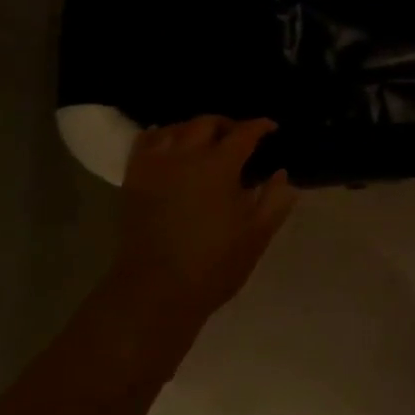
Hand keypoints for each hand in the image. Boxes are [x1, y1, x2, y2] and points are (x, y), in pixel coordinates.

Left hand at [116, 117, 296, 317]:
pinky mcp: (133, 181)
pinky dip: (161, 136)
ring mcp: (155, 166)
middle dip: (228, 124)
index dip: (260, 126)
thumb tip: (281, 174)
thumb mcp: (257, 234)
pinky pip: (145, 143)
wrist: (155, 292)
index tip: (271, 128)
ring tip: (206, 140)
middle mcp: (185, 156)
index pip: (243, 133)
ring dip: (195, 128)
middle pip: (207, 123)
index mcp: (219, 166)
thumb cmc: (214, 264)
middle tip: (241, 137)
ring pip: (175, 128)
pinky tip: (169, 144)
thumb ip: (275, 199)